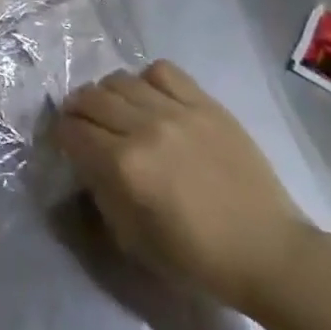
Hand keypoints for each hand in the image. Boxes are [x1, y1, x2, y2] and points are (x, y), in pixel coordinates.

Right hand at [58, 61, 314, 316]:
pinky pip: (162, 71)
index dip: (60, 136)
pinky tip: (151, 99)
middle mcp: (144, 129)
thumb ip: (102, 195)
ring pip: (119, 79)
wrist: (270, 253)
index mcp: (124, 167)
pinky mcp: (205, 103)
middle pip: (90, 98)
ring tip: (115, 110)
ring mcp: (177, 111)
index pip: (71, 131)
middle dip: (77, 111)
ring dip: (107, 94)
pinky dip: (146, 80)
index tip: (64, 144)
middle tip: (82, 125)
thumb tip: (87, 164)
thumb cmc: (199, 259)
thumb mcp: (134, 240)